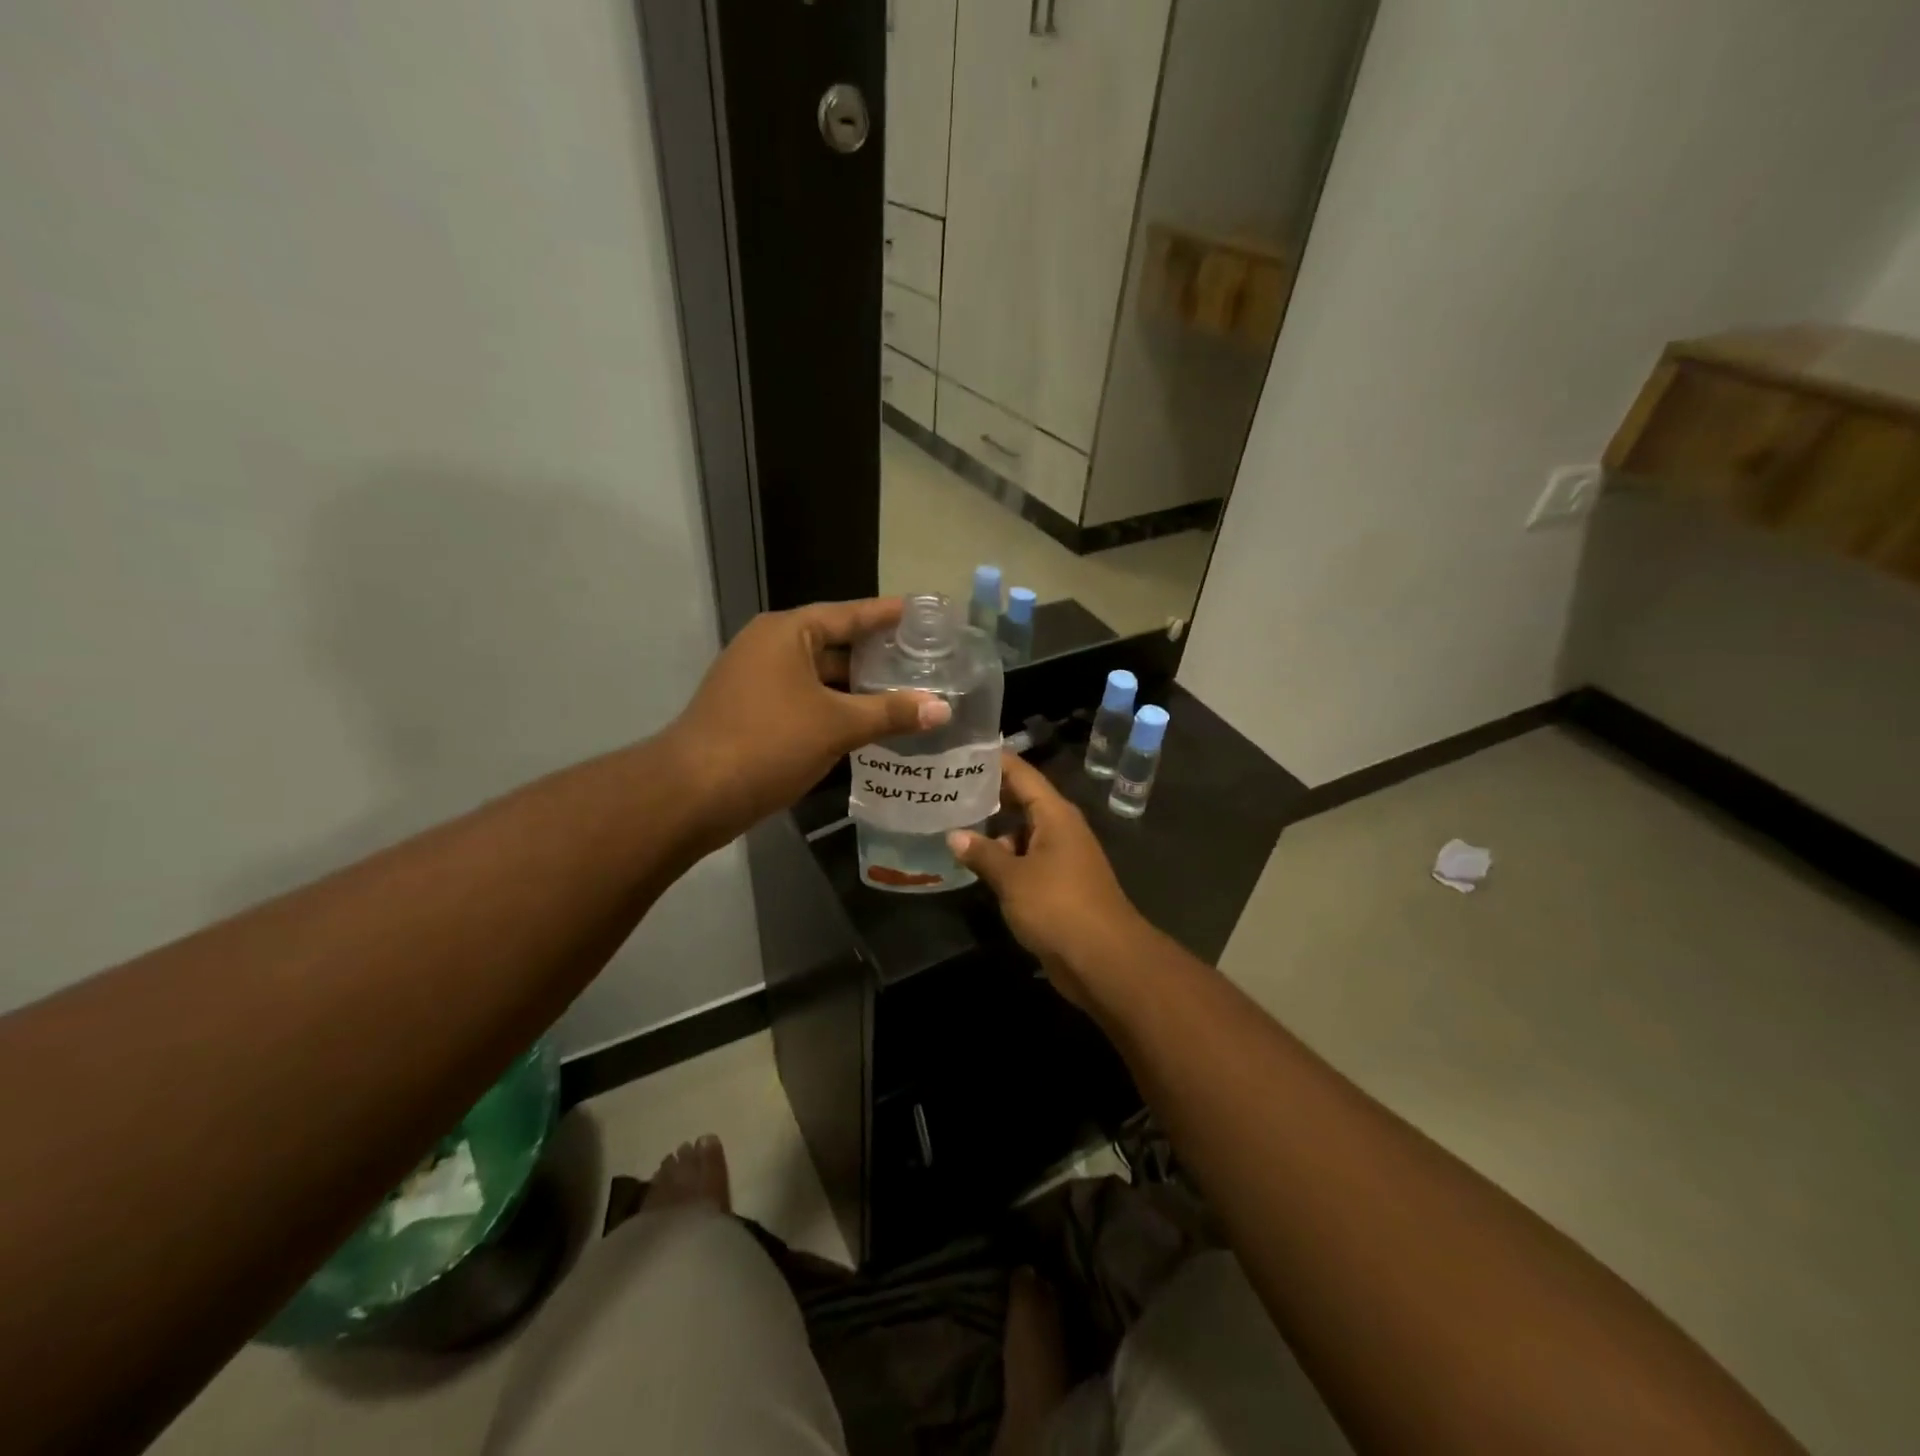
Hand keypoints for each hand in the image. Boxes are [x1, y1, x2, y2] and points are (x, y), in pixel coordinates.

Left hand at [666, 598, 949, 846]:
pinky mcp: (752, 713)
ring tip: (905, 693)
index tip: (922, 614)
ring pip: (819, 677)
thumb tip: (943, 708)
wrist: (693, 793)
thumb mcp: (836, 725)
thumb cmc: (768, 742)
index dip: (887, 615)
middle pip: (834, 643)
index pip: (849, 614)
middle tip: (923, 660)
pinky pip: (805, 700)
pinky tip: (866, 724)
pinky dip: (835, 708)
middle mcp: (769, 647)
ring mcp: (756, 681)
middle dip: (876, 655)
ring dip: (857, 687)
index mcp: (787, 633)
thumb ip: (890, 713)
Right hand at [948, 753, 1145, 1008]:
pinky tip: (971, 862)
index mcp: (1055, 814)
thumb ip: (982, 854)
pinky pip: (1024, 860)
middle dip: (985, 794)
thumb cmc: (1059, 907)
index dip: (992, 759)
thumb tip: (954, 834)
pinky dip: (1001, 858)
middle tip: (944, 785)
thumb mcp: (1013, 878)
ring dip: (991, 831)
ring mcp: (1059, 857)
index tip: (959, 749)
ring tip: (948, 821)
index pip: (1020, 773)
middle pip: (1020, 800)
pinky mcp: (1056, 884)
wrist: (1104, 959)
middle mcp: (1059, 828)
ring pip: (1020, 832)